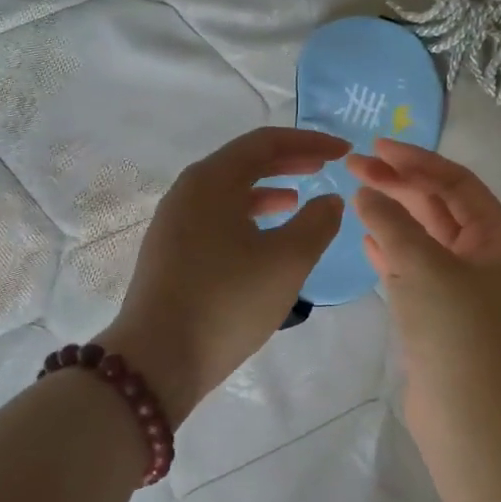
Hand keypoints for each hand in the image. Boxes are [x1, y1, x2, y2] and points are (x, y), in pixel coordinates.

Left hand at [100, 127, 347, 422]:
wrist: (157, 359)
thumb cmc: (227, 301)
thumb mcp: (286, 262)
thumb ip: (317, 223)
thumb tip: (329, 199)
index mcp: (212, 180)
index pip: (266, 142)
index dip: (309, 142)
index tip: (343, 151)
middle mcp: (188, 190)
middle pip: (243, 162)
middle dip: (288, 161)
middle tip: (325, 165)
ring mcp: (174, 221)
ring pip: (228, 191)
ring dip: (266, 189)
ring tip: (298, 199)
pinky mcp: (170, 250)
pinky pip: (215, 216)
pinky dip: (246, 215)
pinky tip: (264, 237)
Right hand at [347, 140, 500, 421]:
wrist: (466, 415)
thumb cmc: (453, 330)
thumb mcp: (422, 265)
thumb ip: (391, 222)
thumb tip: (366, 194)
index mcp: (497, 240)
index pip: (456, 183)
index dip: (416, 160)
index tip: (376, 147)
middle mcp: (485, 258)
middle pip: (439, 206)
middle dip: (398, 184)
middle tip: (354, 166)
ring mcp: (463, 287)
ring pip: (425, 237)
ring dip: (393, 214)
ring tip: (356, 195)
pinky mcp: (440, 313)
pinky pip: (414, 268)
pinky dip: (391, 250)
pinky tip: (366, 240)